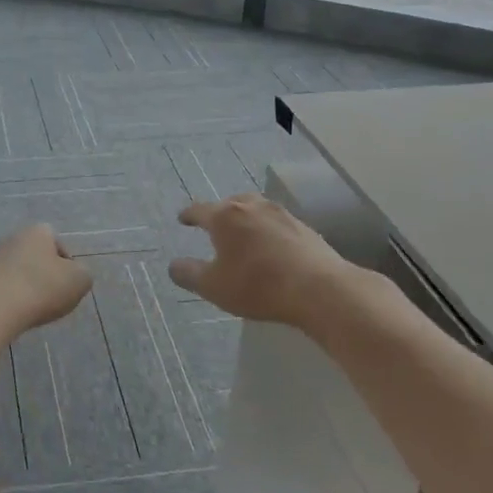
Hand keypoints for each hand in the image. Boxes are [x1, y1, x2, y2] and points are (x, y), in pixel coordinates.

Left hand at [0, 224, 91, 337]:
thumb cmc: (41, 289)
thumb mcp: (80, 281)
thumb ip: (83, 273)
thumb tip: (74, 274)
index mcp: (37, 231)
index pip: (58, 243)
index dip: (66, 265)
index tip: (68, 286)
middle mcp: (11, 237)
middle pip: (35, 256)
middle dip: (43, 275)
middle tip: (51, 299)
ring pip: (16, 271)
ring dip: (24, 286)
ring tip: (31, 310)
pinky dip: (7, 298)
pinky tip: (12, 314)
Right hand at [169, 194, 380, 332]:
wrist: (319, 288)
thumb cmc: (258, 285)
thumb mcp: (213, 287)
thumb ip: (189, 274)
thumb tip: (173, 266)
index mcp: (224, 217)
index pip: (199, 210)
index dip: (188, 215)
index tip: (182, 218)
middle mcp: (252, 207)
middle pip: (230, 203)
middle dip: (219, 212)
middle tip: (214, 224)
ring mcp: (281, 214)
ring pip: (256, 208)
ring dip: (246, 218)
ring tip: (243, 232)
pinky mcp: (304, 227)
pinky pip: (277, 222)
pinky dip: (267, 229)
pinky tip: (271, 245)